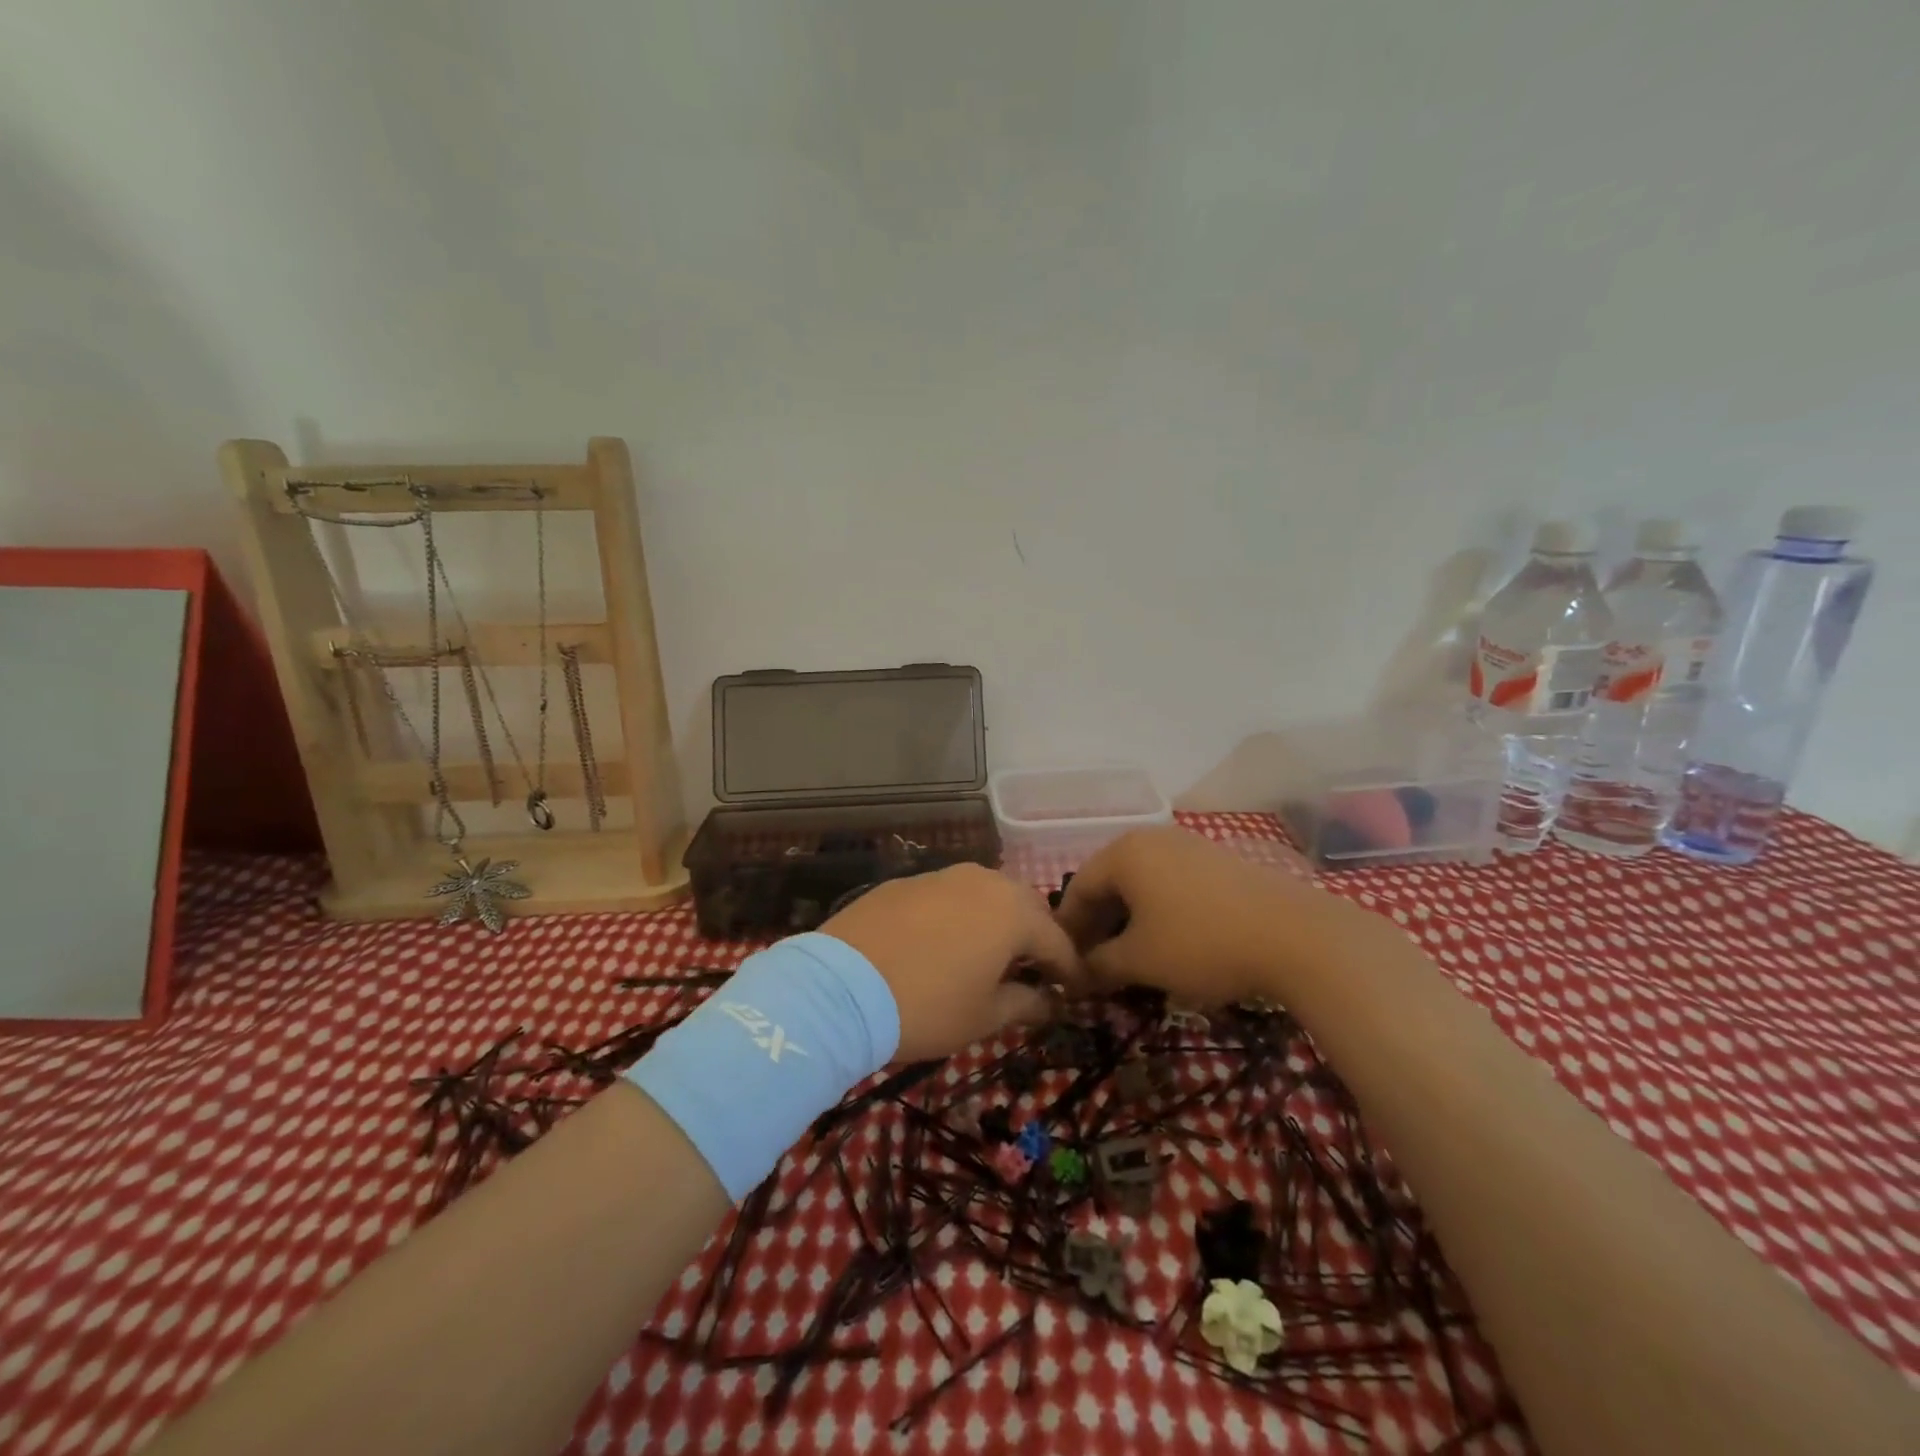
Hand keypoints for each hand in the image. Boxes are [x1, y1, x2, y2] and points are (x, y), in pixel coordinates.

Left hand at [822, 863, 1086, 1061]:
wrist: (840, 988)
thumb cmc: (926, 1006)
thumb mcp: (983, 1017)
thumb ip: (1025, 1004)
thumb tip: (1048, 1001)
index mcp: (1013, 912)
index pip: (1058, 941)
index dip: (1070, 970)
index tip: (1075, 993)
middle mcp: (983, 882)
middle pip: (1026, 907)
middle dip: (1037, 937)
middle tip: (1036, 970)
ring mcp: (942, 876)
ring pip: (987, 894)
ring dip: (998, 921)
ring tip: (992, 954)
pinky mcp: (907, 882)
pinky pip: (949, 895)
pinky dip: (960, 916)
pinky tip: (946, 942)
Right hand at [1052, 826, 1361, 1006]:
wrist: (1296, 936)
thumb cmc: (1202, 943)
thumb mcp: (1141, 960)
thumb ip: (1099, 964)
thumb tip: (1076, 975)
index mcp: (1124, 853)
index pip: (1078, 889)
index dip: (1068, 929)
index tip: (1065, 964)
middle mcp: (1152, 839)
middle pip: (1109, 882)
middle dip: (1098, 924)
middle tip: (1095, 964)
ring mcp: (1189, 845)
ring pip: (1141, 883)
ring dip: (1128, 920)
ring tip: (1131, 957)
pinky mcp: (1218, 861)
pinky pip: (1171, 883)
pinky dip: (1159, 911)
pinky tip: (1169, 942)